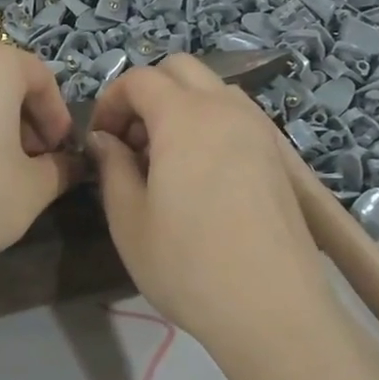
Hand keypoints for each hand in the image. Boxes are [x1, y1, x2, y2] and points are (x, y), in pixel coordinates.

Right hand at [87, 56, 328, 358]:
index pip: (139, 79)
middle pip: (180, 70)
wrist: (273, 309)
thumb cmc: (188, 265)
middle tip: (131, 142)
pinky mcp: (278, 155)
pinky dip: (209, 124)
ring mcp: (259, 129)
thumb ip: (112, 167)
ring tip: (165, 159)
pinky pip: (236, 116)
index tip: (99, 141)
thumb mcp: (129, 219)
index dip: (110, 102)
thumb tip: (105, 139)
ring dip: (180, 106)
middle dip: (146, 93)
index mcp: (185, 117)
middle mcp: (226, 109)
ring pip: (213, 90)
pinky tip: (200, 174)